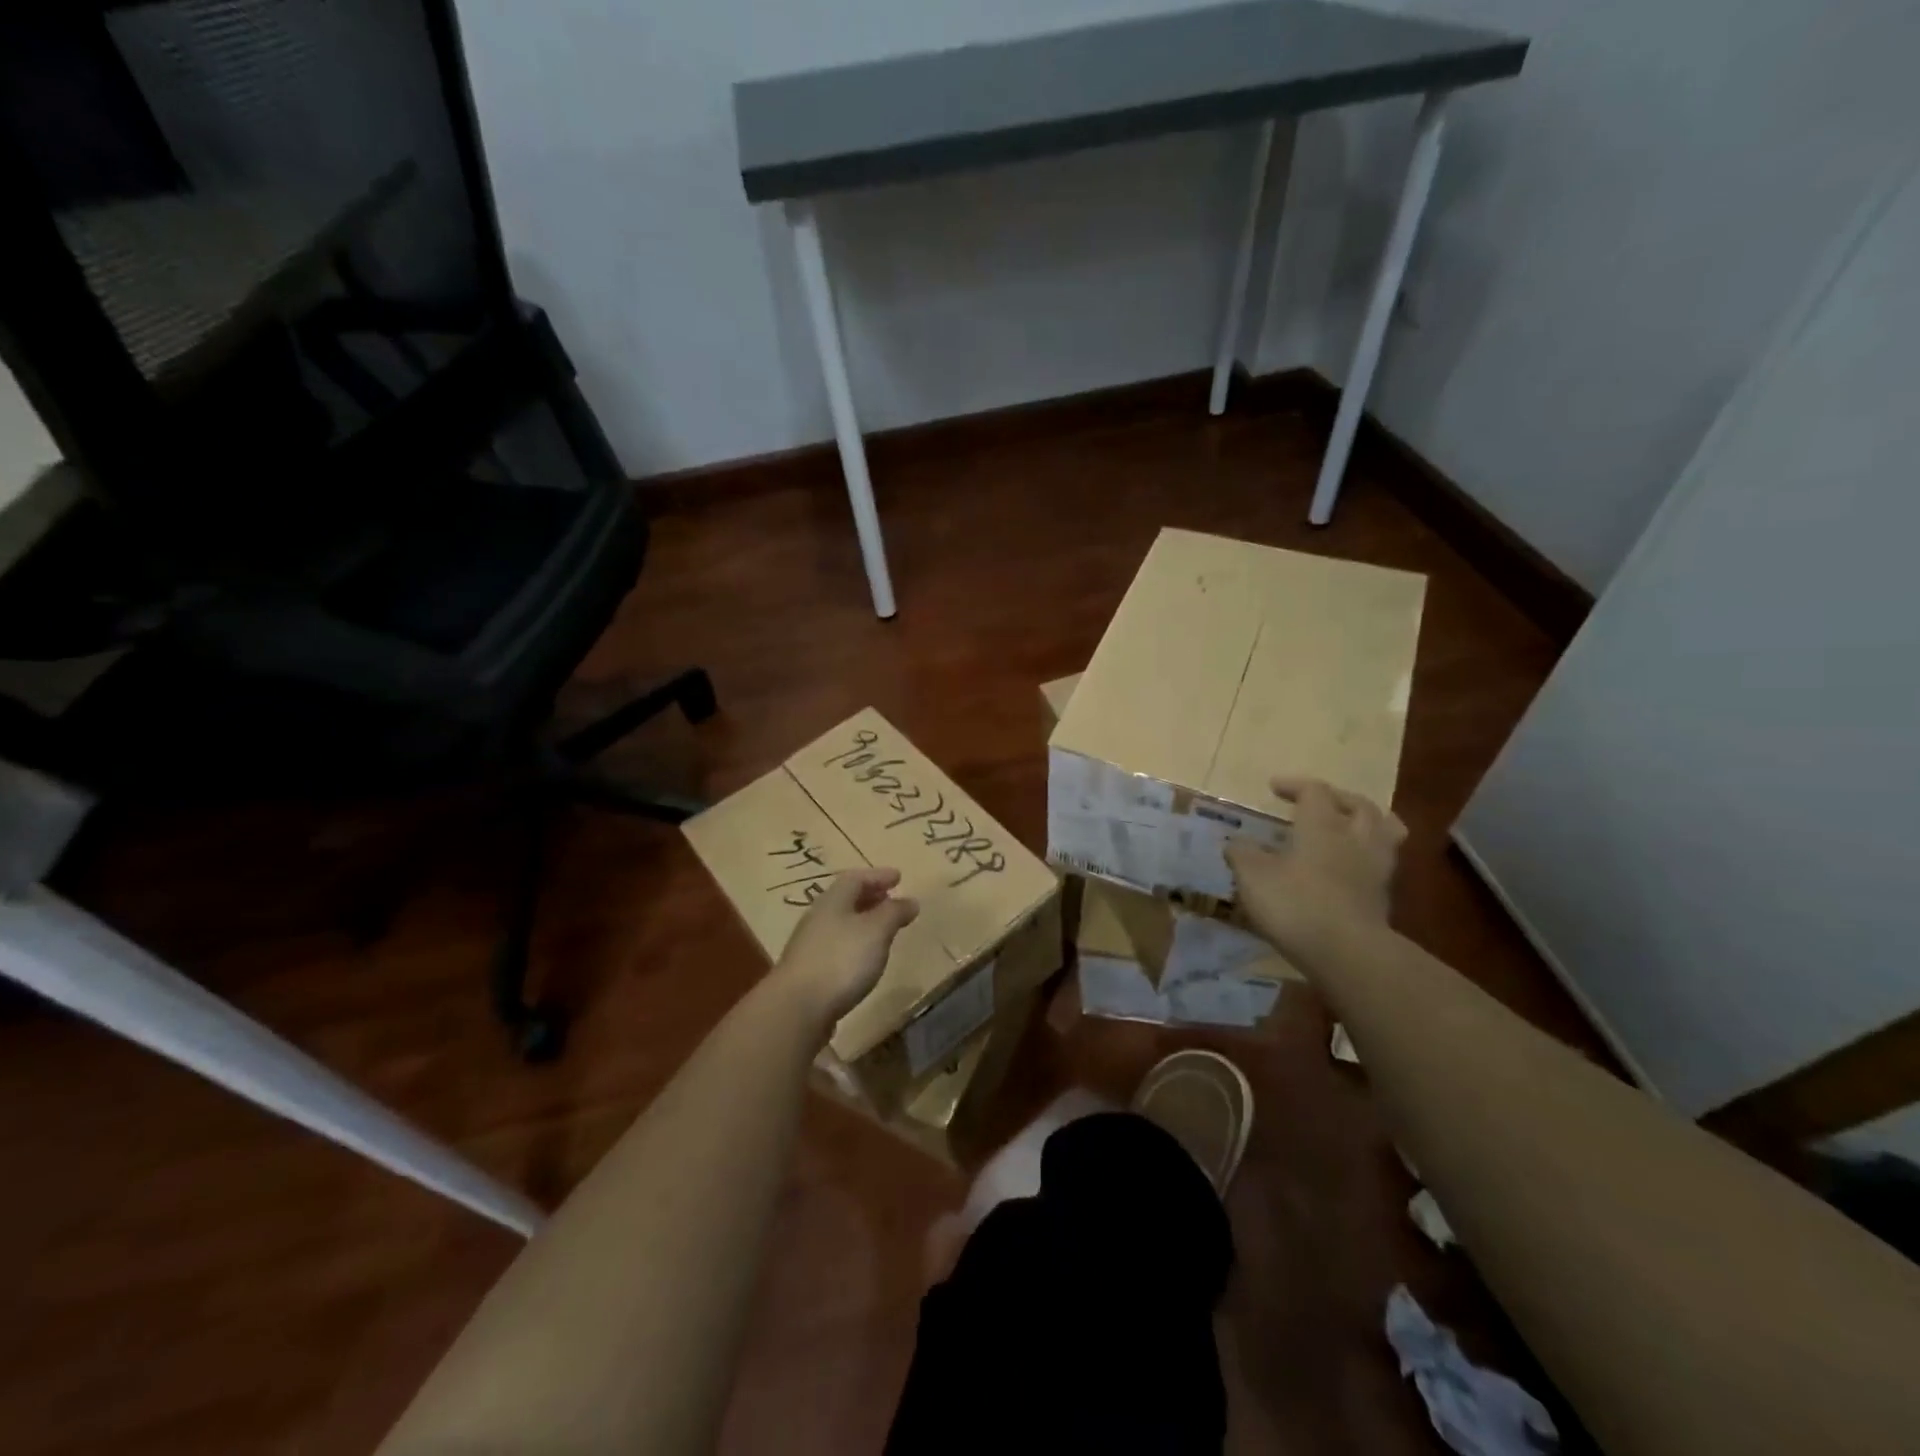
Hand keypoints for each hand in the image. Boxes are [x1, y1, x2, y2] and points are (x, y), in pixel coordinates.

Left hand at [772, 868, 919, 1031]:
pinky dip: (855, 943)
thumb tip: (910, 900)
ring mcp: (810, 946)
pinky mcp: (809, 972)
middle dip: (870, 897)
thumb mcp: (876, 931)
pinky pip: (836, 946)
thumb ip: (893, 913)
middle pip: (845, 899)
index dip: (878, 876)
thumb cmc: (841, 960)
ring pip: (840, 923)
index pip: (855, 878)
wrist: (797, 1008)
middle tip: (891, 899)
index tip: (899, 877)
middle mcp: (818, 918)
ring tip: (883, 930)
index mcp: (833, 901)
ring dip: (862, 921)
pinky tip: (864, 958)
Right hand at [1225, 777, 1405, 960]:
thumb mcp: (1253, 876)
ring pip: (1385, 832)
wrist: (1347, 953)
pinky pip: (1382, 864)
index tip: (1274, 788)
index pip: (1314, 791)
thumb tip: (1236, 842)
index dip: (1294, 785)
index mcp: (1322, 824)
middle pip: (1360, 805)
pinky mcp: (1384, 898)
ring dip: (1368, 823)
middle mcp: (1355, 838)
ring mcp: (1376, 868)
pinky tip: (1349, 869)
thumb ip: (1242, 854)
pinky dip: (1367, 858)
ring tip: (1350, 828)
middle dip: (1339, 799)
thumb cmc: (1295, 903)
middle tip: (1320, 803)